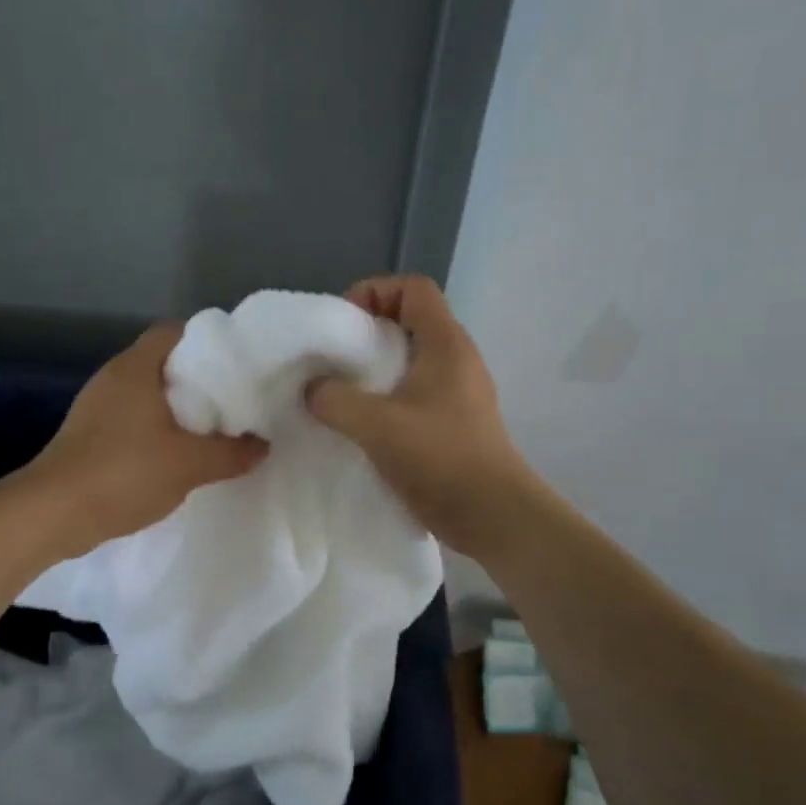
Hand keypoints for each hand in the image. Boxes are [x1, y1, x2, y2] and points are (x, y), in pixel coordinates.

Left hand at [25, 322, 268, 557]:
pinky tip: (176, 455)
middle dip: (197, 380)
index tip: (236, 363)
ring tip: (211, 429)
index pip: (173, 331)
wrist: (53, 513)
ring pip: (146, 394)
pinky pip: (131, 420)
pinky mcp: (87, 435)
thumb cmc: (124, 472)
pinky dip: (155, 430)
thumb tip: (263, 446)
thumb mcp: (190, 464)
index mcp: (135, 367)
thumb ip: (231, 453)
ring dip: (176, 409)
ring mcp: (95, 407)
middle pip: (162, 363)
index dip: (207, 341)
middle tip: (232, 400)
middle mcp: (112, 378)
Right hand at [307, 275, 537, 558]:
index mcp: (445, 344)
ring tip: (341, 396)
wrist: (492, 515)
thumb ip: (335, 400)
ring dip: (373, 373)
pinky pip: (413, 395)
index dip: (374, 292)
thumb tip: (313, 390)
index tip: (342, 325)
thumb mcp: (376, 425)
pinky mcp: (453, 423)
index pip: (413, 288)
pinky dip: (385, 400)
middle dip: (366, 336)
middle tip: (332, 363)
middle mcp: (456, 360)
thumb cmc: (440, 458)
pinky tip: (362, 428)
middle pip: (409, 322)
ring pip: (409, 362)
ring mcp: (458, 393)